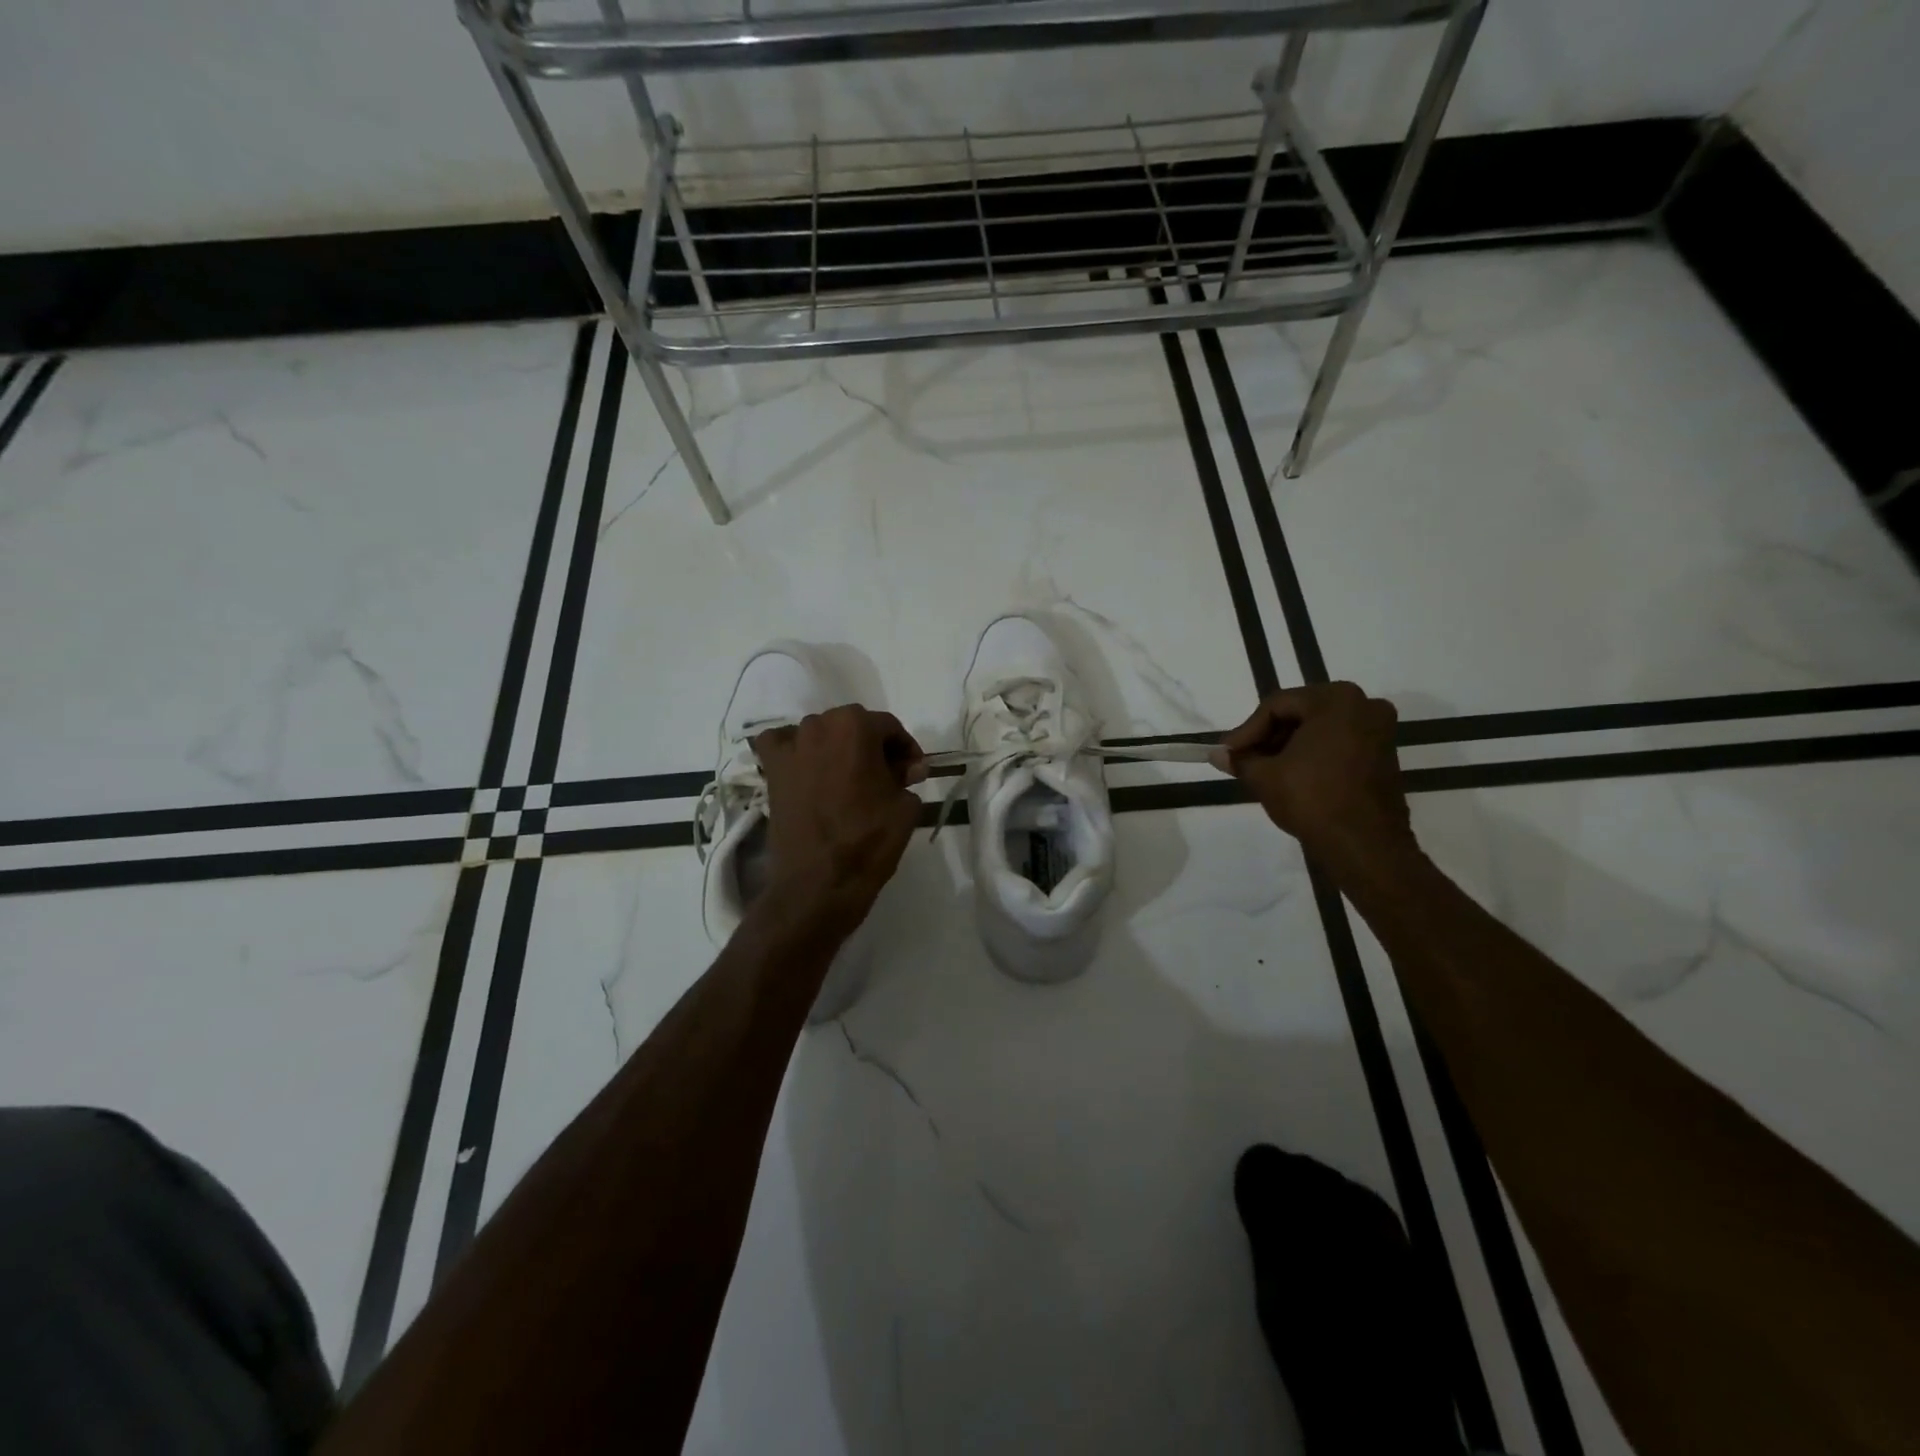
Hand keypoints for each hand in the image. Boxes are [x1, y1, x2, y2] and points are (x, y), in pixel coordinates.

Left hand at [752, 706, 925, 937]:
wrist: (818, 882)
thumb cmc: (868, 840)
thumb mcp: (905, 806)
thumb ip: (909, 776)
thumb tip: (909, 768)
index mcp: (855, 726)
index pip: (889, 727)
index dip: (906, 749)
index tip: (914, 773)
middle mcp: (819, 725)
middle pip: (854, 726)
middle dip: (873, 747)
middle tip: (888, 778)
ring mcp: (790, 746)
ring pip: (821, 734)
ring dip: (838, 748)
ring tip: (851, 779)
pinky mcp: (772, 770)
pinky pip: (781, 744)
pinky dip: (795, 750)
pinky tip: (807, 768)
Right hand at [1210, 683, 1417, 878]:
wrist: (1364, 845)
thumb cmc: (1312, 799)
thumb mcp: (1264, 776)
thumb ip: (1240, 759)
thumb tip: (1217, 754)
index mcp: (1336, 699)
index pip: (1277, 706)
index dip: (1247, 730)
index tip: (1228, 753)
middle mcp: (1364, 705)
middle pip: (1300, 713)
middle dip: (1268, 737)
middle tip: (1244, 760)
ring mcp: (1379, 731)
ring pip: (1320, 729)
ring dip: (1289, 746)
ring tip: (1264, 770)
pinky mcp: (1384, 756)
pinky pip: (1339, 744)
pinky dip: (1313, 755)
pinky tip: (1292, 775)